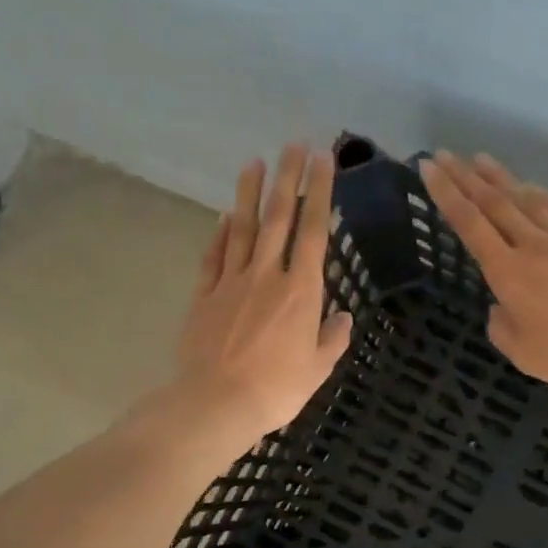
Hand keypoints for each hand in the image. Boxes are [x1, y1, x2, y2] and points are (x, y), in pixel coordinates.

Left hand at [175, 144, 352, 440]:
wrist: (217, 402)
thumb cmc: (277, 389)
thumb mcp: (318, 368)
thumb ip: (332, 338)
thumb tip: (342, 317)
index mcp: (302, 291)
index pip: (315, 231)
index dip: (320, 192)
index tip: (324, 160)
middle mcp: (267, 275)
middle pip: (279, 218)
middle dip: (288, 178)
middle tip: (294, 144)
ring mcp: (232, 282)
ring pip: (242, 228)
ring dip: (249, 193)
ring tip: (254, 162)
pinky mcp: (205, 295)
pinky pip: (214, 256)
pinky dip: (219, 234)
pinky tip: (223, 217)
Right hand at [420, 152, 547, 396]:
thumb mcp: (524, 354)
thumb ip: (502, 327)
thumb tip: (499, 306)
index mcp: (508, 273)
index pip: (469, 224)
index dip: (446, 193)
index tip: (428, 167)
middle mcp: (533, 245)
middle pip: (494, 202)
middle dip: (465, 176)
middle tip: (445, 153)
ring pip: (528, 198)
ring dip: (501, 177)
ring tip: (481, 160)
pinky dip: (543, 194)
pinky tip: (535, 187)